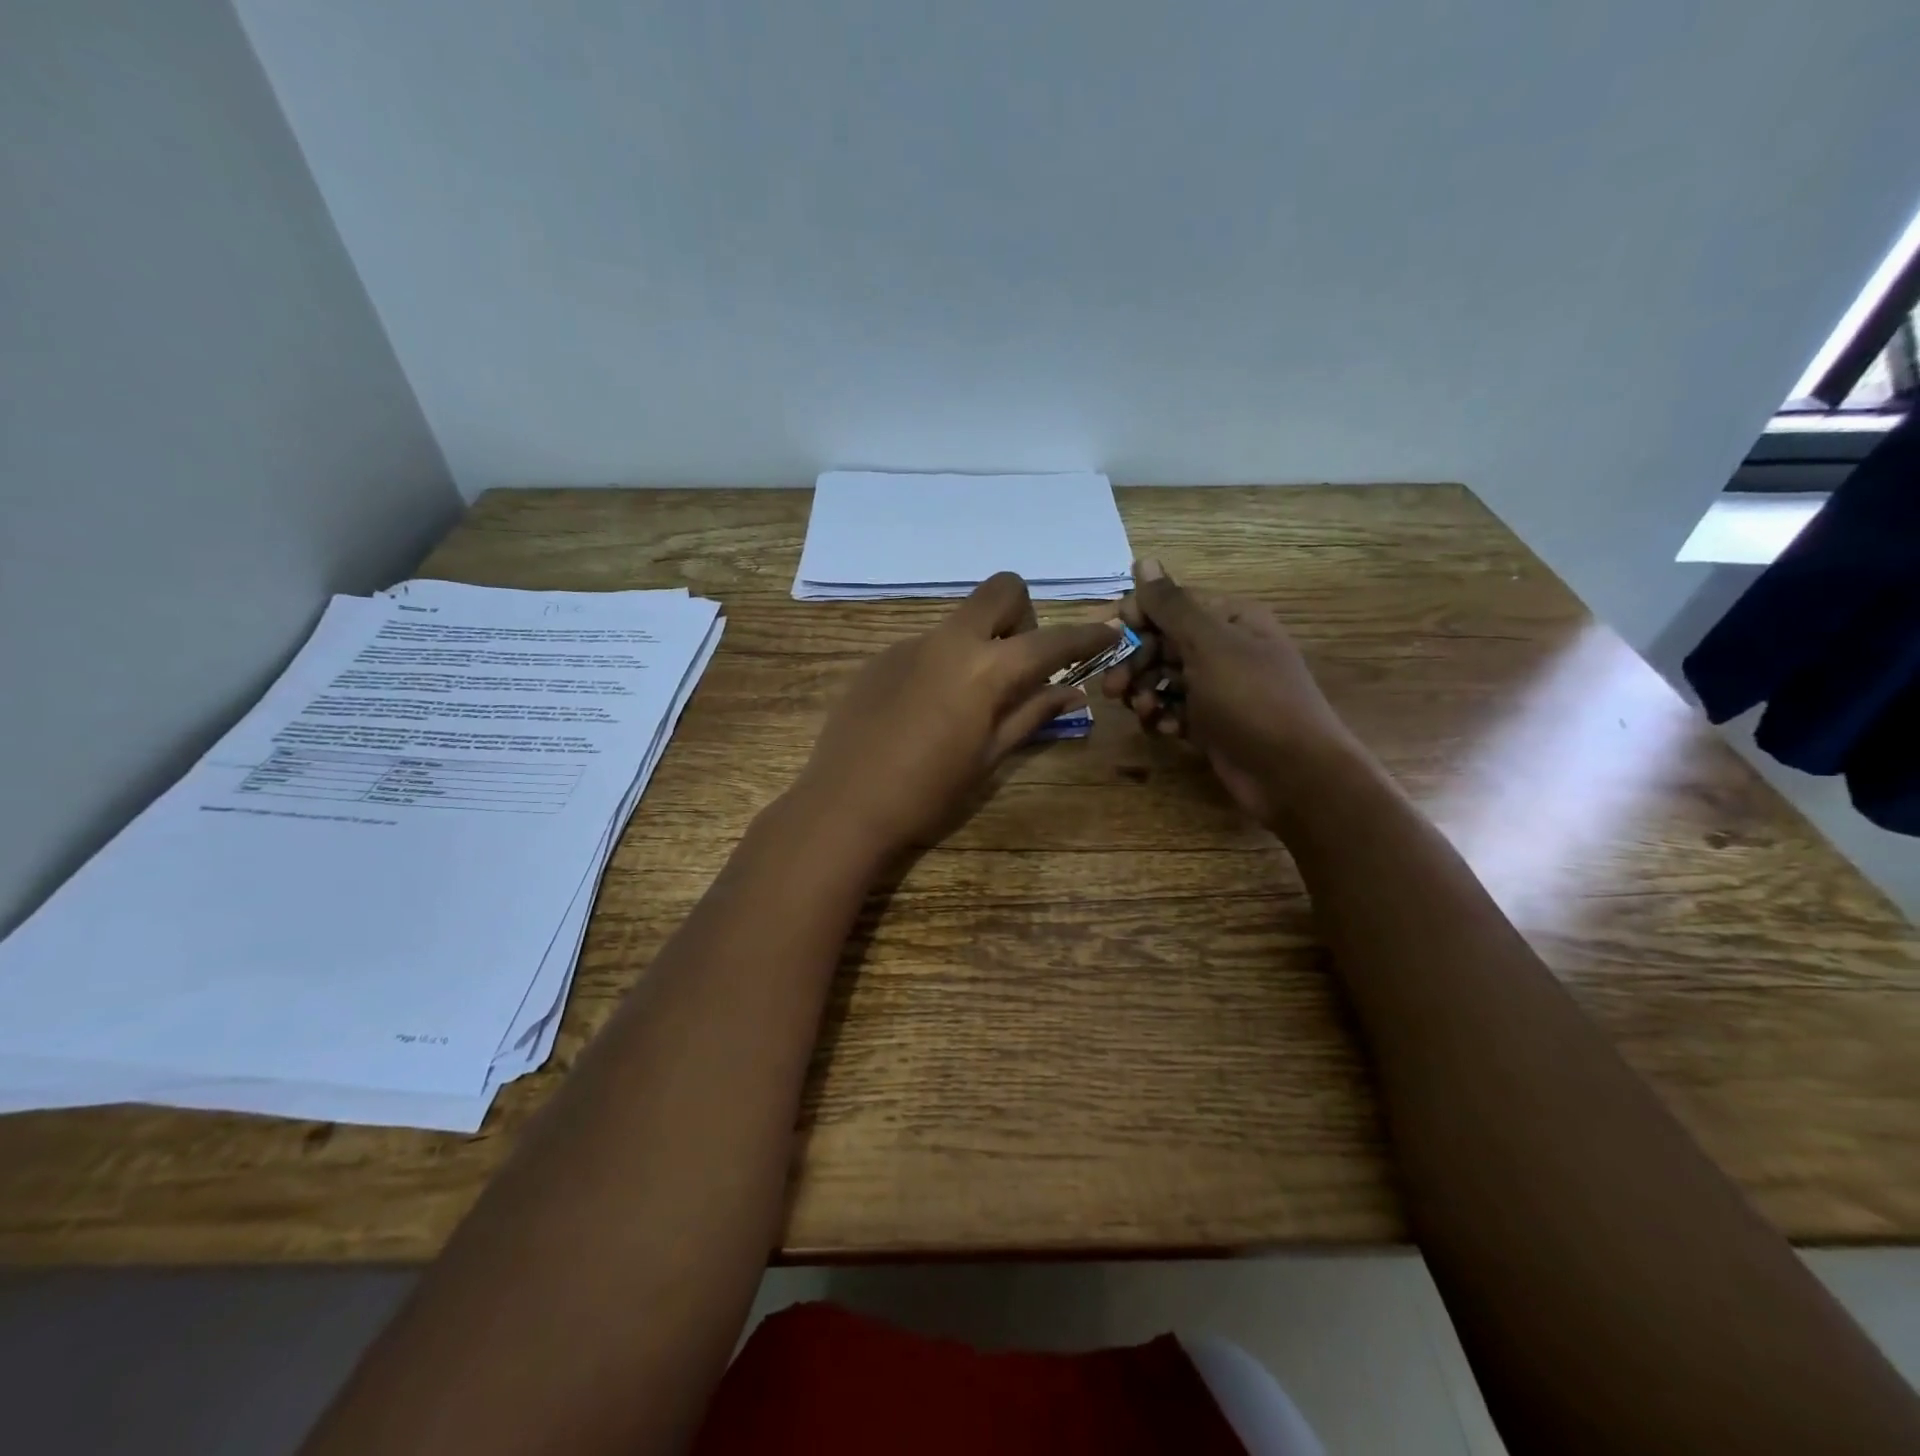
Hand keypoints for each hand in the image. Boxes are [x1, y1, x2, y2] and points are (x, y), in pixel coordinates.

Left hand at [797, 573, 1119, 857]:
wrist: (844, 804)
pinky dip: (944, 662)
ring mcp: (909, 644)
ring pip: (961, 620)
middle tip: (1019, 665)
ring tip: (969, 699)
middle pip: (1002, 590)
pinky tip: (926, 709)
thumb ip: (1031, 715)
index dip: (1086, 635)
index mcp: (985, 669)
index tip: (1108, 633)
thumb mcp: (989, 759)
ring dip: (981, 642)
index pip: (1051, 640)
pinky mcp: (880, 658)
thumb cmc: (927, 793)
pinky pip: (927, 644)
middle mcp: (949, 641)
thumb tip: (1071, 692)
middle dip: (1024, 616)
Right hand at [1100, 558, 1365, 825]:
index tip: (1110, 638)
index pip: (1173, 604)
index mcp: (1231, 619)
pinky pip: (1176, 710)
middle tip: (1113, 688)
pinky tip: (1167, 731)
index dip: (1139, 617)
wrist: (1293, 775)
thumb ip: (1172, 606)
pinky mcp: (1212, 723)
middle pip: (1163, 643)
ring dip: (1146, 693)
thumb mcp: (1210, 645)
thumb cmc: (1252, 700)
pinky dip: (1165, 718)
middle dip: (1136, 663)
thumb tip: (1144, 560)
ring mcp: (1218, 689)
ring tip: (1144, 712)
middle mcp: (1224, 649)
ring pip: (1164, 679)